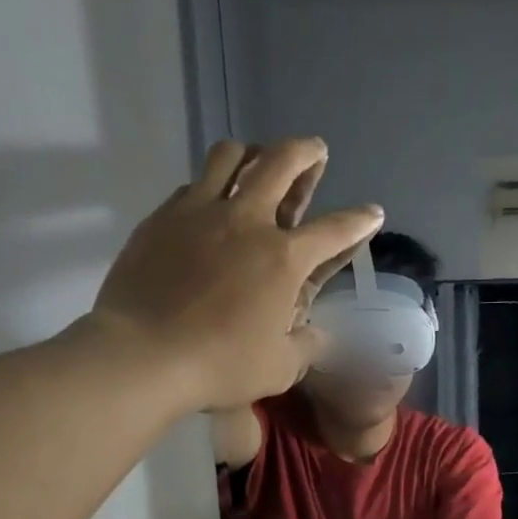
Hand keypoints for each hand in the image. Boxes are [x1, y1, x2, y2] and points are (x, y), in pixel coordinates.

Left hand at [67, 138, 381, 411]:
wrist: (145, 354)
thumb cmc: (221, 365)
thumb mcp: (280, 368)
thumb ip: (308, 346)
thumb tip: (323, 336)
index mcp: (283, 259)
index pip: (334, 230)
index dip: (358, 220)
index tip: (373, 212)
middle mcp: (247, 221)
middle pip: (281, 164)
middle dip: (305, 153)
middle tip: (315, 151)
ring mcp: (200, 212)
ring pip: (230, 157)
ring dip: (253, 152)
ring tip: (258, 158)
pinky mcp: (163, 217)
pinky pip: (193, 185)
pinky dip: (210, 185)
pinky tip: (210, 201)